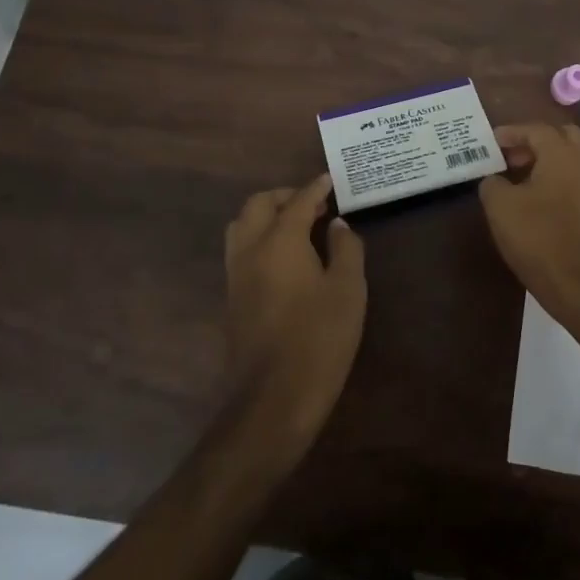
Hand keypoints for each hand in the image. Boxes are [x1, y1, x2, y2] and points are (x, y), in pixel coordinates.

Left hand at [222, 174, 366, 449]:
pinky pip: (241, 250)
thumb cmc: (319, 338)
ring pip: (242, 226)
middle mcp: (250, 249)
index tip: (330, 180)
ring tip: (297, 227)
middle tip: (314, 205)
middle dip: (285, 196)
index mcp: (279, 241)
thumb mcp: (348, 290)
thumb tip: (337, 225)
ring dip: (266, 216)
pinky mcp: (232, 298)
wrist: (274, 398)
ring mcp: (235, 275)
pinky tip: (285, 257)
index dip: (316, 188)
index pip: (298, 201)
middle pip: (259, 205)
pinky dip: (259, 238)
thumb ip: (346, 249)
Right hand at [479, 124, 579, 337]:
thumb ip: (492, 184)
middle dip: (533, 142)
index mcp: (562, 153)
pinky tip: (536, 201)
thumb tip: (495, 180)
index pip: (535, 129)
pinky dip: (556, 179)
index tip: (491, 142)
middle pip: (560, 137)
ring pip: (571, 159)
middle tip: (509, 157)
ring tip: (518, 180)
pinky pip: (576, 179)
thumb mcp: (501, 208)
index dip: (510, 133)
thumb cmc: (540, 239)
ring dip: (546, 161)